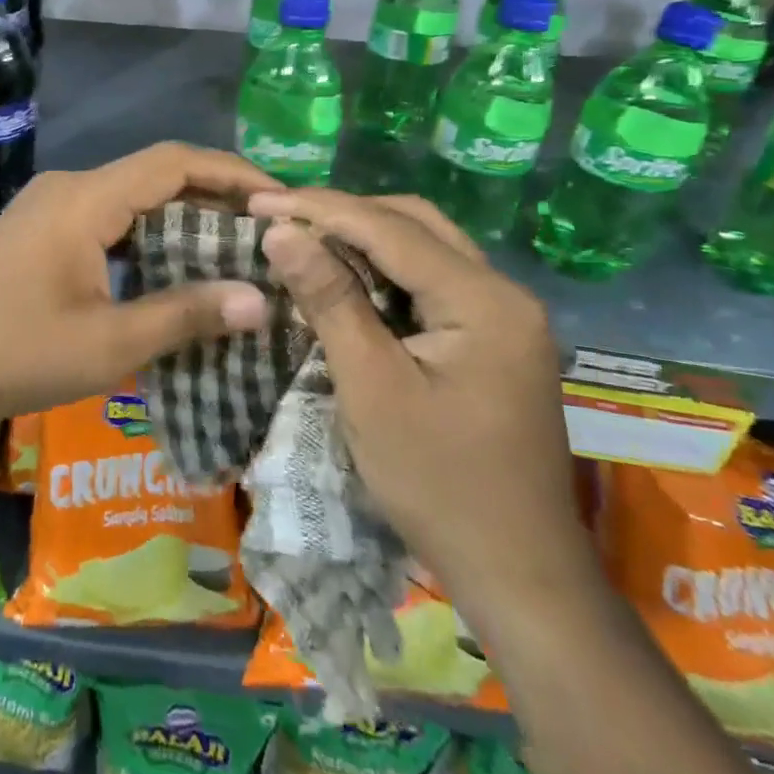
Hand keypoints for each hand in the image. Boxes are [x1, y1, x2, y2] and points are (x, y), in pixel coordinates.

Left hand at [0, 143, 279, 428]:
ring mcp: (52, 206)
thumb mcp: (108, 343)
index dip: (233, 175)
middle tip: (269, 235)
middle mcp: (71, 187)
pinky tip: (176, 268)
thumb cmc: (14, 351)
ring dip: (183, 218)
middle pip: (157, 175)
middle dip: (215, 199)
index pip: (175, 163)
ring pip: (133, 197)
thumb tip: (261, 300)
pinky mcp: (43, 229)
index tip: (281, 201)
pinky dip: (150, 234)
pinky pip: (110, 217)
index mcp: (87, 199)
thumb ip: (185, 315)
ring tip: (236, 252)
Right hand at [246, 189, 598, 630]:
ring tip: (301, 236)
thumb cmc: (438, 482)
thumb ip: (329, 300)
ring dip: (362, 236)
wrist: (516, 573)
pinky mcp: (492, 338)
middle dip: (342, 213)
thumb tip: (281, 230)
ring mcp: (504, 316)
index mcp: (485, 300)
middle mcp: (504, 293)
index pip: (390, 229)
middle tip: (278, 216)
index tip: (257, 201)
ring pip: (423, 247)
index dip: (319, 209)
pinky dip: (382, 269)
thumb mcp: (371, 387)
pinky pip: (430, 280)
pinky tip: (343, 276)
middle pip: (414, 224)